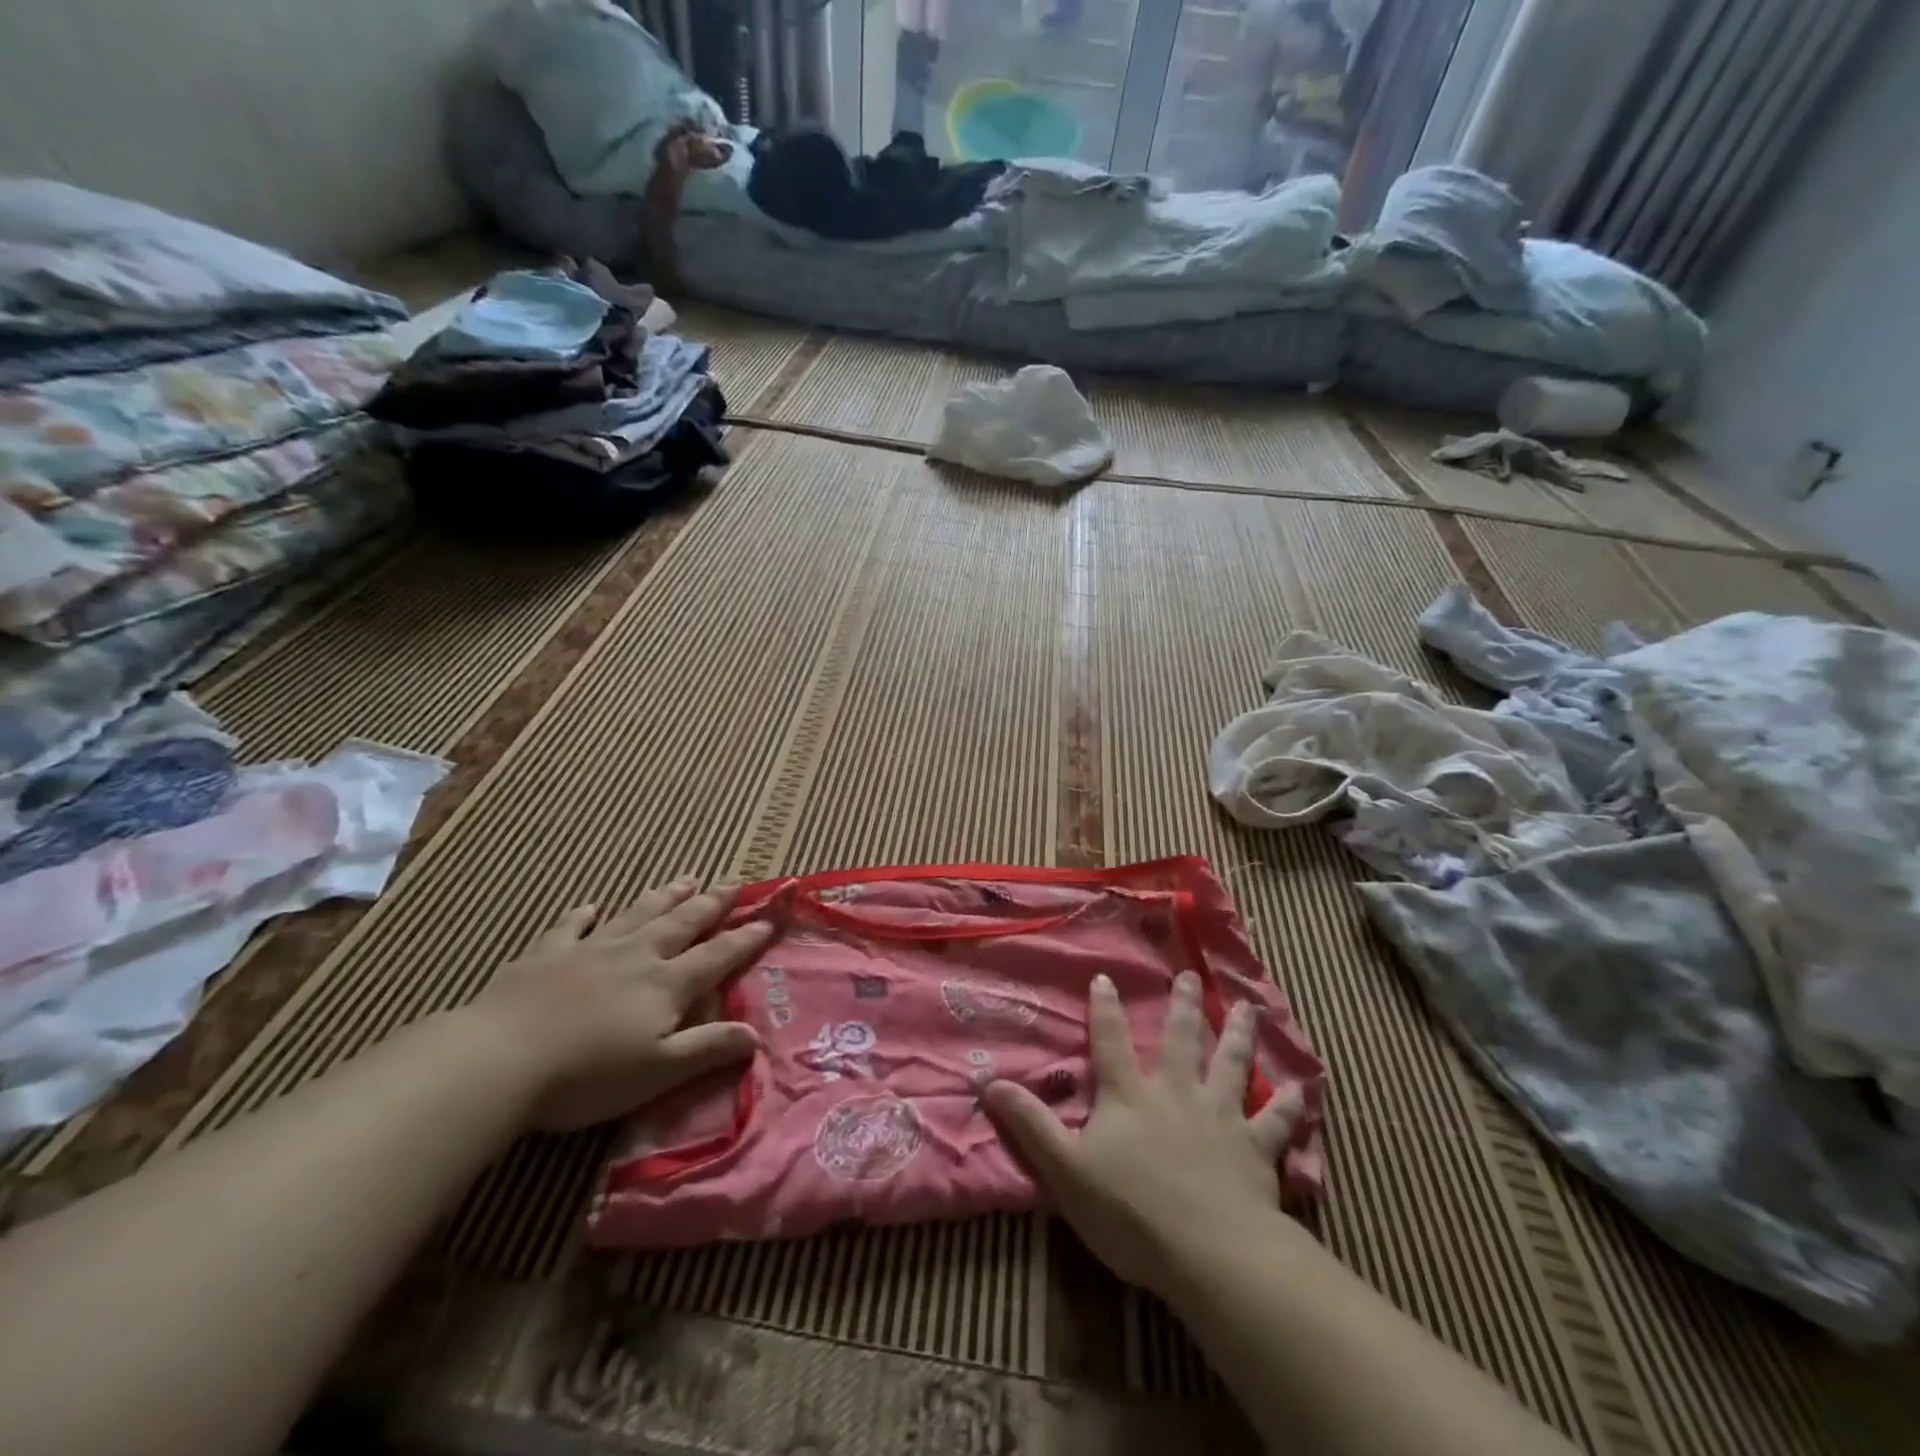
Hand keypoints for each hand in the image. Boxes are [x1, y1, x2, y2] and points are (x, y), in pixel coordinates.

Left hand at [467, 879, 773, 1132]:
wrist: (500, 1059)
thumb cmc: (587, 1074)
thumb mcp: (658, 1071)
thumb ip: (708, 1048)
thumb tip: (756, 1035)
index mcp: (666, 984)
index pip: (717, 955)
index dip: (746, 938)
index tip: (769, 920)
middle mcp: (636, 956)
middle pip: (682, 922)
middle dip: (712, 904)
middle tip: (733, 882)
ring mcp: (590, 950)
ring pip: (637, 914)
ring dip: (664, 896)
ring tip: (686, 879)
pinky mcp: (546, 955)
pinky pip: (571, 926)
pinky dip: (584, 914)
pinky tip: (591, 906)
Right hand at [986, 971, 1301, 1296]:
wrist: (1207, 1252)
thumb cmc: (1130, 1211)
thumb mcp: (1065, 1169)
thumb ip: (1031, 1125)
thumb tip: (990, 1083)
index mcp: (1130, 1094)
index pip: (1111, 1040)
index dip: (1105, 1008)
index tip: (1106, 978)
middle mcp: (1176, 1093)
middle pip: (1181, 1039)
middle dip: (1183, 1005)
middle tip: (1189, 975)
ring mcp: (1220, 1117)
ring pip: (1231, 1065)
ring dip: (1238, 1035)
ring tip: (1246, 1006)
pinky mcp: (1255, 1150)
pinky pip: (1274, 1122)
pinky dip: (1287, 1105)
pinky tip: (1301, 1088)